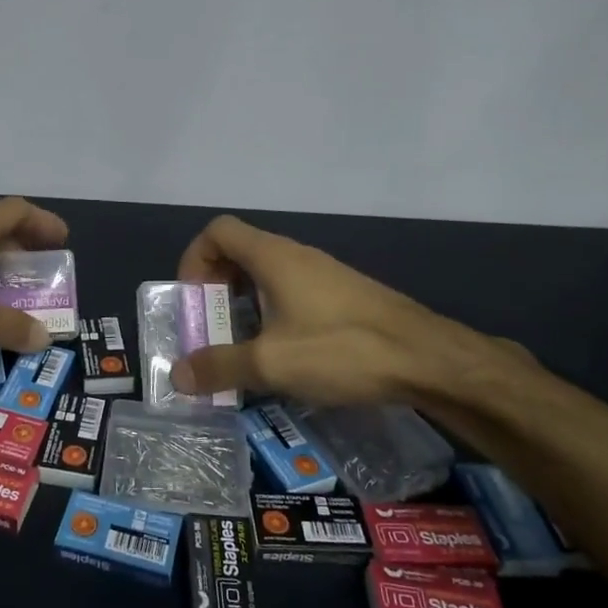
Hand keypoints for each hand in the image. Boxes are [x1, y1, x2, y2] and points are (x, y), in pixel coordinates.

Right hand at [171, 214, 516, 406]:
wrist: (428, 359)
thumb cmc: (342, 349)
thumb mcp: (271, 363)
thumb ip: (219, 366)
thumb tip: (178, 375)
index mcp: (272, 257)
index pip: (218, 231)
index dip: (195, 259)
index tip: (194, 301)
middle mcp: (295, 256)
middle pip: (239, 253)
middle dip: (216, 290)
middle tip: (212, 331)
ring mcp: (323, 275)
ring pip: (267, 277)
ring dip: (244, 306)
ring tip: (243, 349)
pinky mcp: (344, 297)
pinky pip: (292, 294)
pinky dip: (273, 316)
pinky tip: (285, 355)